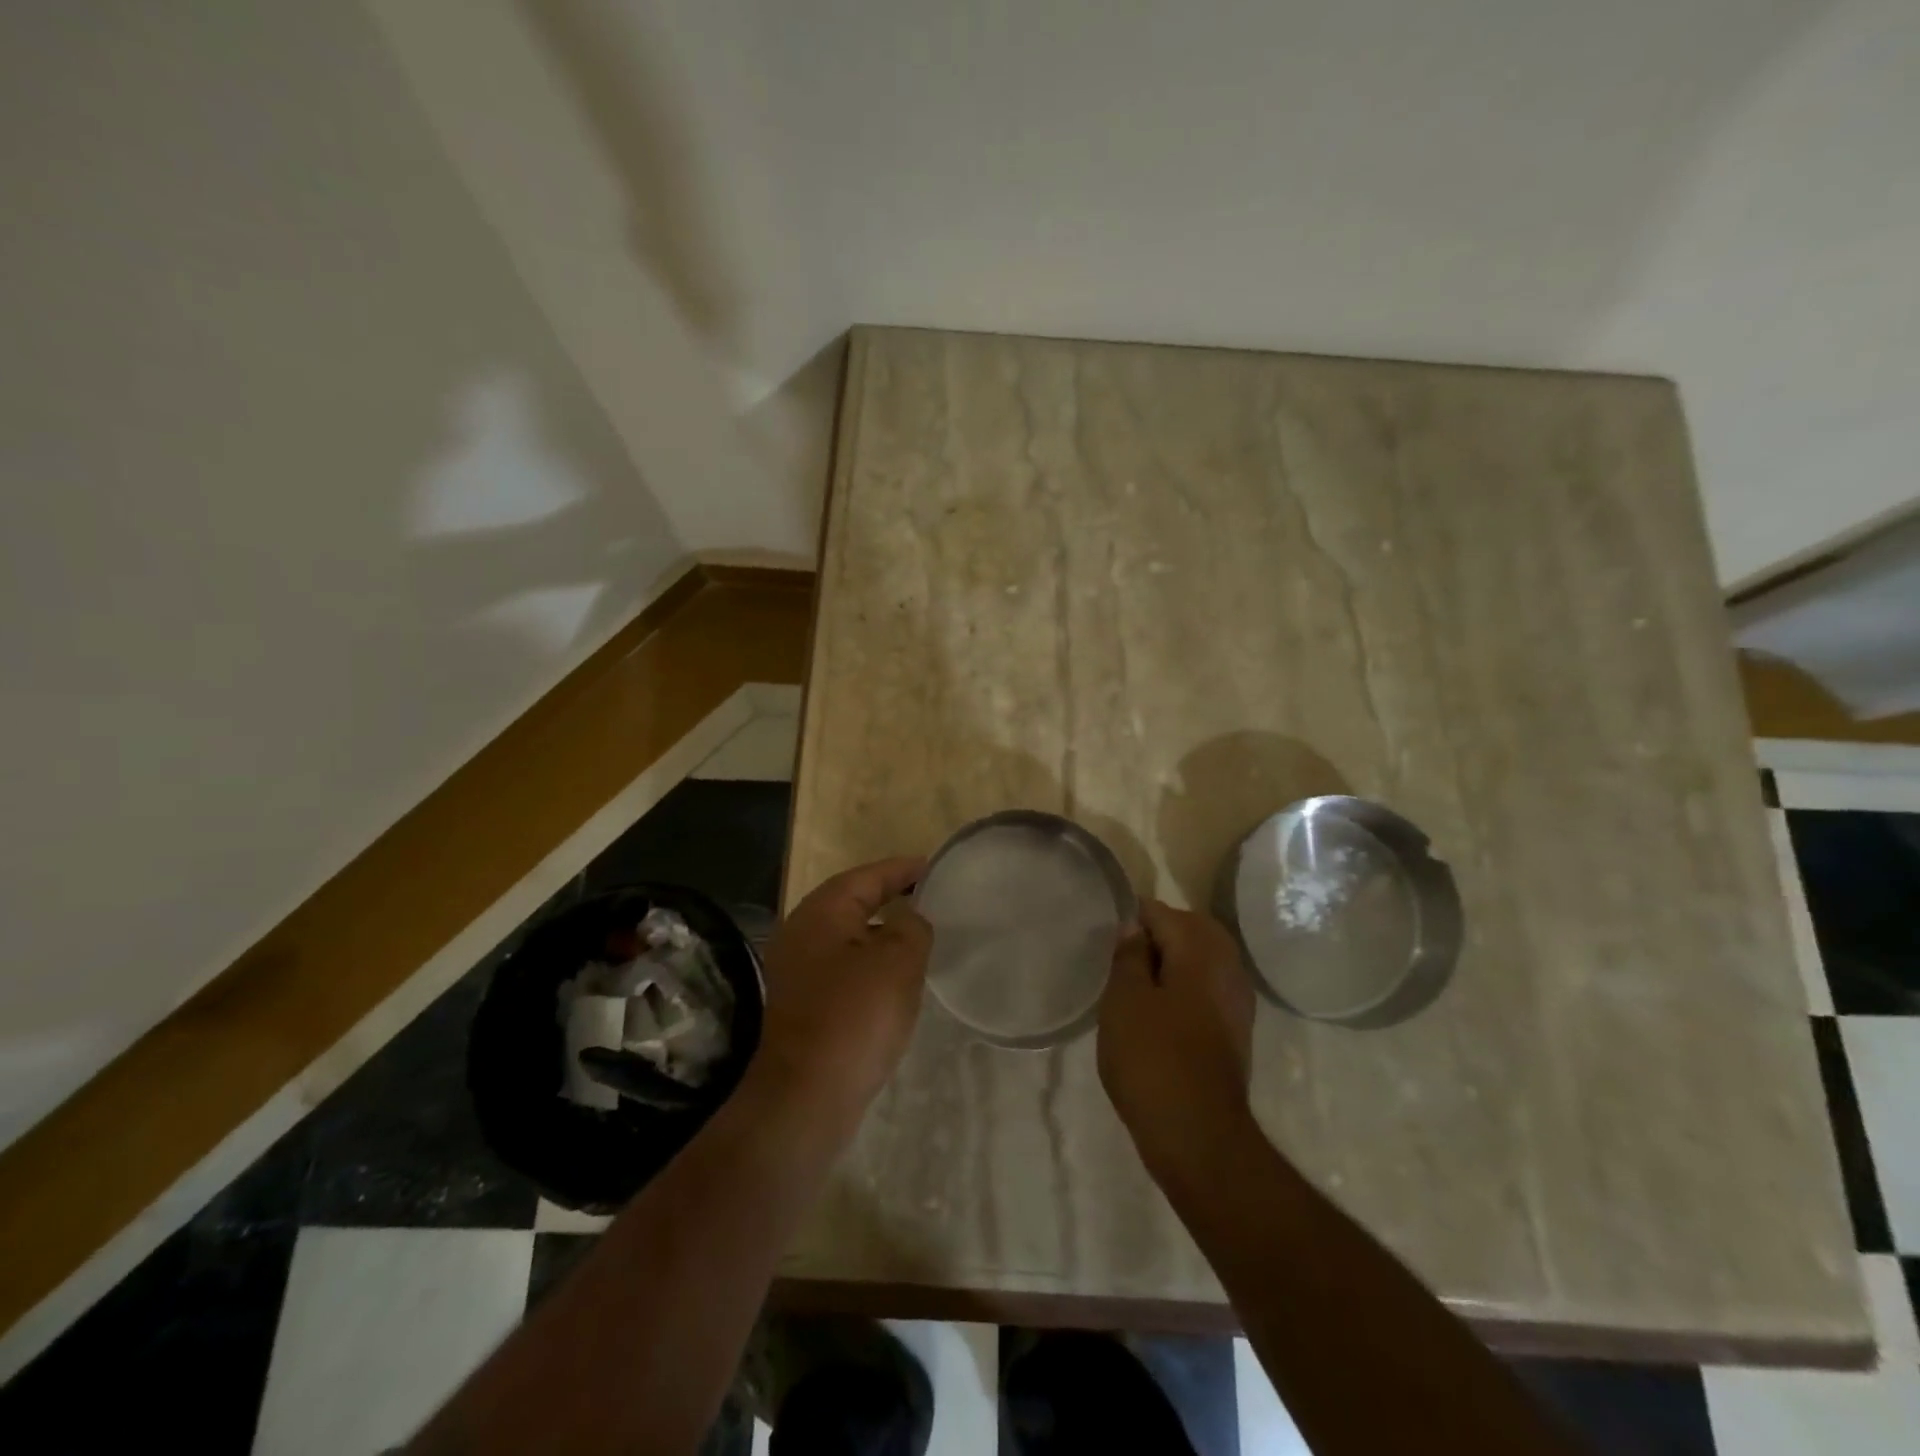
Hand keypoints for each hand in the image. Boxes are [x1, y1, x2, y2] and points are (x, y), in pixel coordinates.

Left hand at [751, 857, 931, 1125]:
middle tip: (930, 898)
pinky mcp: (802, 1005)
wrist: (803, 1097)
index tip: (934, 867)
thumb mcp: (897, 962)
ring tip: (919, 936)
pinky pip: (843, 969)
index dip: (902, 869)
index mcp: (821, 913)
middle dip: (890, 897)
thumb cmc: (853, 1018)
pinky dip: (870, 964)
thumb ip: (911, 927)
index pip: (867, 876)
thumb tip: (908, 919)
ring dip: (881, 934)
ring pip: (847, 938)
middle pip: (852, 902)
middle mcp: (802, 933)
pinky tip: (894, 981)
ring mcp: (797, 971)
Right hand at [1098, 899, 1256, 1184]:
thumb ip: (1130, 956)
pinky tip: (1158, 1014)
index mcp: (1200, 950)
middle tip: (1120, 959)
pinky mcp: (1235, 1032)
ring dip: (1171, 964)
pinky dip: (1184, 990)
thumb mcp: (1124, 1000)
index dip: (1130, 918)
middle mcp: (1228, 967)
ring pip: (1200, 962)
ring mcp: (1237, 1001)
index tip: (1106, 939)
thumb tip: (1135, 928)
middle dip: (1155, 937)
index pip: (1161, 912)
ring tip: (1134, 986)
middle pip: (1189, 931)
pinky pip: (1207, 991)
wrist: (1198, 1137)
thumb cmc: (1153, 1059)